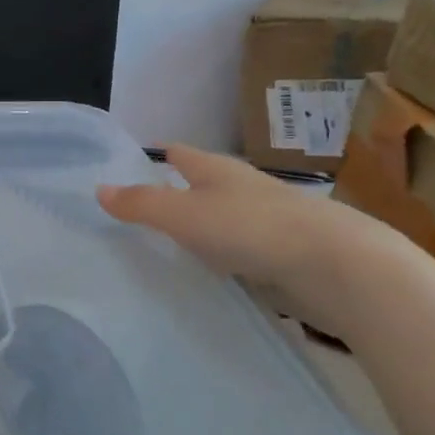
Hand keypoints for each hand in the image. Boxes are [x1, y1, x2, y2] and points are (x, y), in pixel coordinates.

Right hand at [97, 144, 384, 321]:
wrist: (336, 266)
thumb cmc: (251, 228)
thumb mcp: (183, 214)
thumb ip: (141, 204)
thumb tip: (98, 188)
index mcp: (216, 170)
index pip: (178, 154)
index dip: (153, 158)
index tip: (126, 170)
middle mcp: (241, 189)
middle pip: (200, 187)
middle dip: (173, 197)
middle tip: (135, 218)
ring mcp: (266, 223)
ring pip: (221, 223)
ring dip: (199, 234)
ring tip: (164, 253)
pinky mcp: (283, 257)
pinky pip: (241, 255)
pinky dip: (222, 262)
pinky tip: (207, 280)